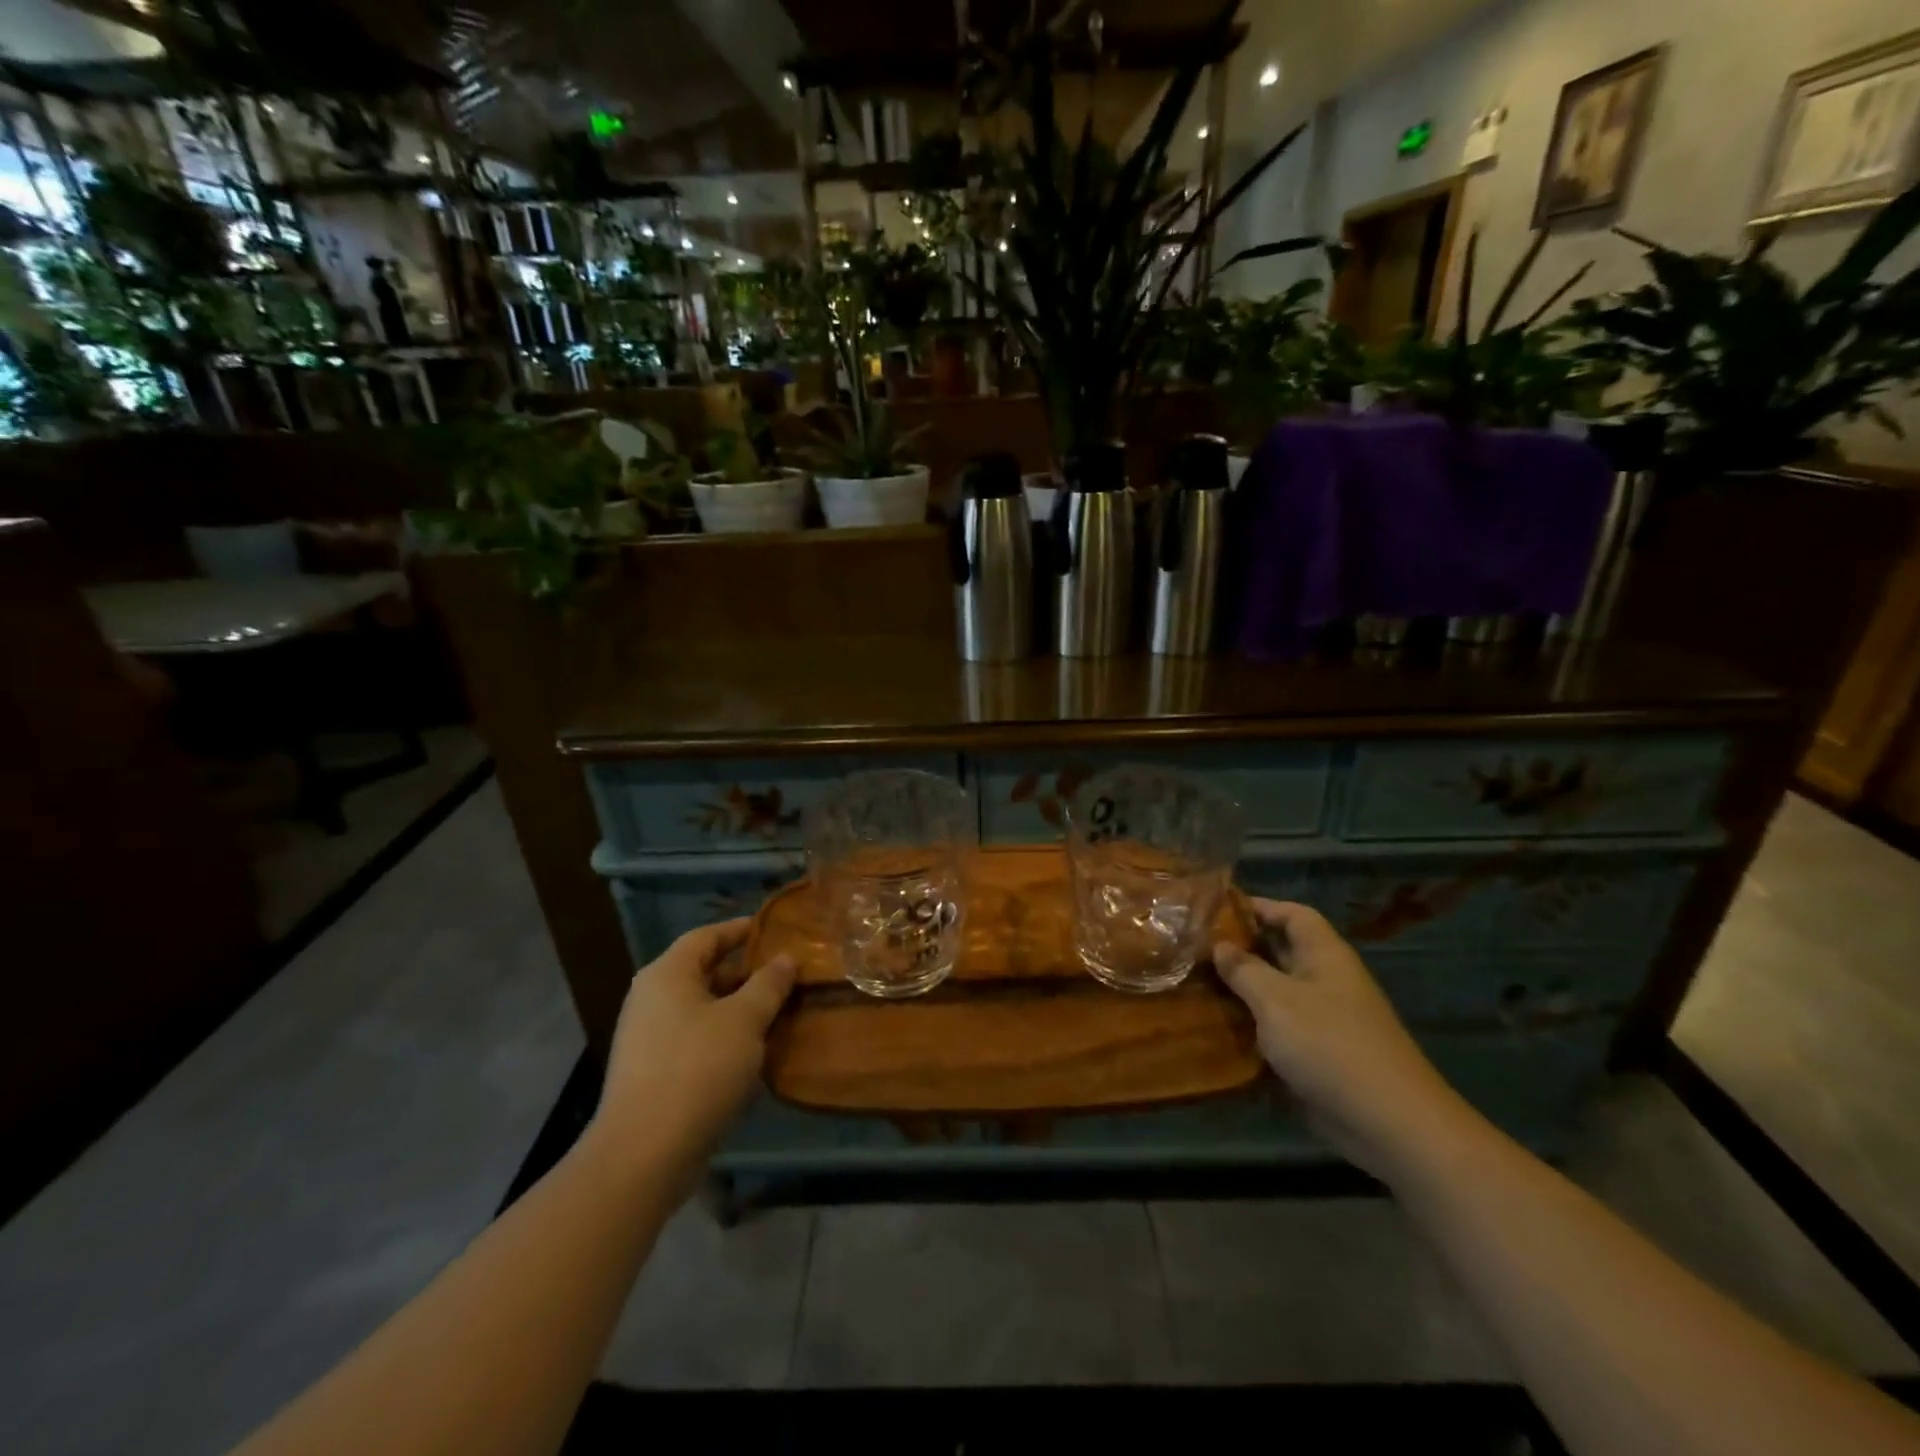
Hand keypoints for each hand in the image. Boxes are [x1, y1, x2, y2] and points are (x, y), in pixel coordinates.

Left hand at [590, 919, 795, 1181]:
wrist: (644, 1154)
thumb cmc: (697, 1069)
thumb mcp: (744, 1020)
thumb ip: (768, 984)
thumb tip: (786, 958)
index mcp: (667, 975)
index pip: (707, 936)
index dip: (741, 930)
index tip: (775, 930)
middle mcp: (652, 999)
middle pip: (705, 972)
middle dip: (747, 974)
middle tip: (788, 976)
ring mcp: (649, 1038)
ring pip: (704, 1010)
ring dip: (740, 1009)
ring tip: (781, 1012)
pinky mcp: (654, 1073)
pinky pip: (697, 1040)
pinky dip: (726, 1038)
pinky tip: (757, 1052)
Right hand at [1214, 899, 1468, 1182]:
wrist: (1388, 1123)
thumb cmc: (1330, 1045)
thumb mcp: (1276, 1000)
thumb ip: (1243, 969)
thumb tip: (1219, 945)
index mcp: (1324, 956)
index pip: (1292, 914)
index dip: (1259, 906)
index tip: (1216, 909)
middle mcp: (1325, 981)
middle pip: (1279, 953)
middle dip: (1239, 950)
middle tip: (1193, 949)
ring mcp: (1322, 1020)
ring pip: (1274, 994)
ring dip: (1240, 992)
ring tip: (1193, 985)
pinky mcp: (1316, 1056)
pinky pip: (1276, 1031)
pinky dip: (1250, 1028)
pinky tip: (1215, 1030)